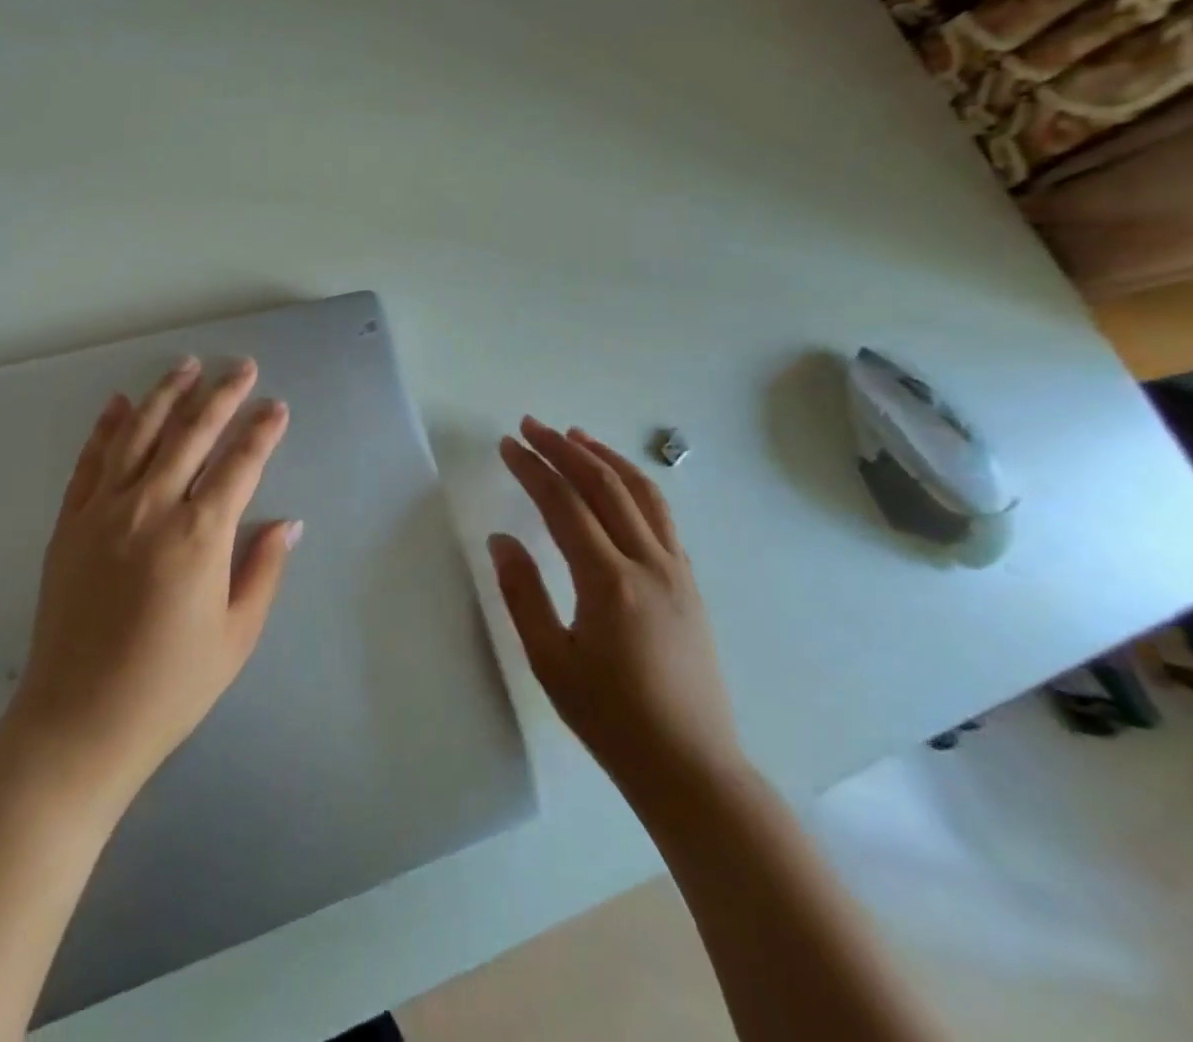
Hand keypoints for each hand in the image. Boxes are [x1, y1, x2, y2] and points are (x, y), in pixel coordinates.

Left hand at [9, 356, 299, 798]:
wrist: (79, 721)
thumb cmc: (170, 686)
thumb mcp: (235, 636)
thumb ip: (262, 570)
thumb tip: (287, 523)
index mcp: (199, 536)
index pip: (240, 465)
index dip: (262, 432)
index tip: (277, 407)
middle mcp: (151, 508)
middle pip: (191, 434)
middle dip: (221, 395)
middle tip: (242, 367)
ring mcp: (103, 510)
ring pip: (139, 434)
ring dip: (165, 395)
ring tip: (186, 365)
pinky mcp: (70, 523)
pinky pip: (90, 461)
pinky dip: (106, 428)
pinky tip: (118, 403)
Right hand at [490, 417, 745, 801]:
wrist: (691, 767)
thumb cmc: (611, 719)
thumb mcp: (550, 662)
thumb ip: (522, 594)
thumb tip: (501, 539)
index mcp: (610, 582)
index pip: (564, 505)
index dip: (532, 469)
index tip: (506, 444)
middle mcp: (649, 563)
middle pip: (604, 485)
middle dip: (564, 449)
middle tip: (530, 425)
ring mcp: (677, 570)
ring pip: (642, 493)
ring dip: (604, 457)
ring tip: (575, 436)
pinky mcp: (690, 582)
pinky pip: (661, 516)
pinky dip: (634, 484)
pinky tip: (616, 483)